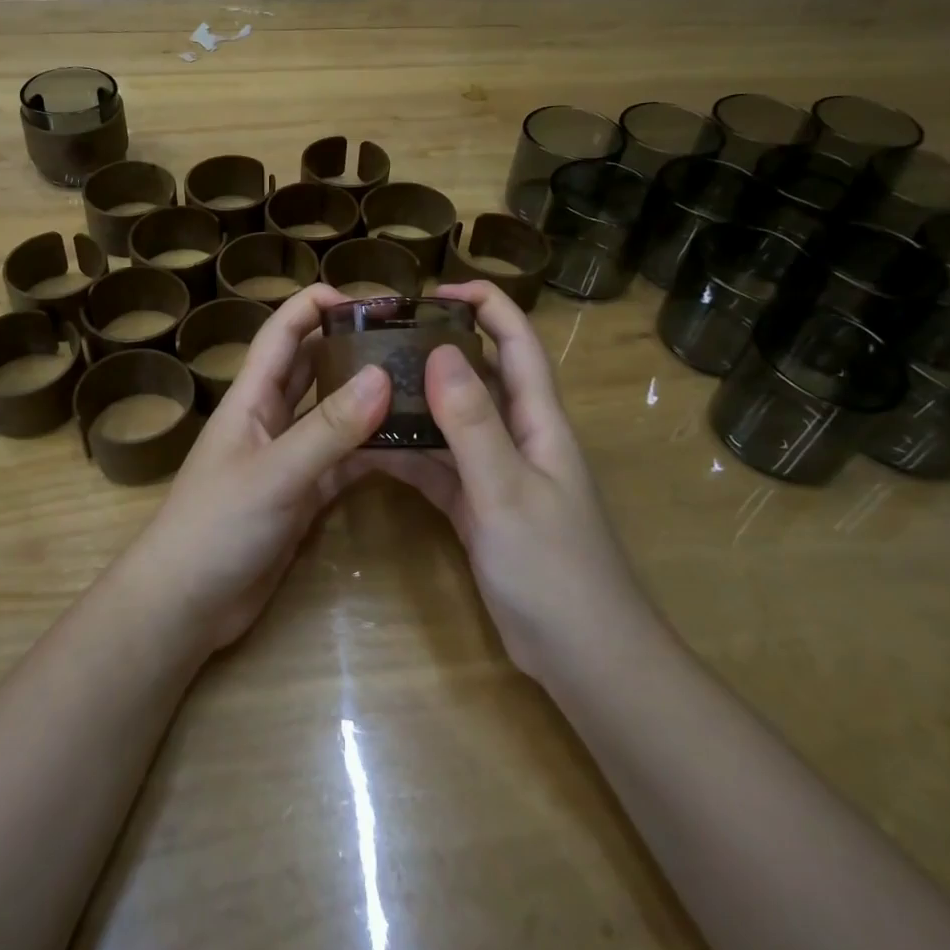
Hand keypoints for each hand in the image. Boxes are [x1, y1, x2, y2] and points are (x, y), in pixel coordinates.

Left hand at [133, 284, 390, 652]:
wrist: (187, 603)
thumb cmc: (217, 526)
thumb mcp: (276, 473)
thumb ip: (328, 428)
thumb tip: (382, 374)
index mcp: (252, 398)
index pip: (283, 331)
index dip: (317, 304)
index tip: (370, 299)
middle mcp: (270, 418)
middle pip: (311, 366)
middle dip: (350, 346)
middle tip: (407, 338)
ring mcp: (288, 458)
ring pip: (331, 414)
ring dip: (365, 398)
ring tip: (418, 383)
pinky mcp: (302, 494)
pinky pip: (342, 461)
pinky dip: (370, 450)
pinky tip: (408, 444)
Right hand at [373, 281, 653, 682]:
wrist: (585, 659)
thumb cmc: (554, 568)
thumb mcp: (507, 490)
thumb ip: (473, 422)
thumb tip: (439, 350)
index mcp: (539, 421)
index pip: (517, 342)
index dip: (484, 305)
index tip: (432, 290)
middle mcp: (519, 437)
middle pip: (479, 375)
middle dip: (437, 347)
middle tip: (381, 337)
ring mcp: (498, 474)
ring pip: (453, 422)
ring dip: (415, 403)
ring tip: (364, 385)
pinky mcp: (479, 508)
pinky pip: (439, 467)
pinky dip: (409, 455)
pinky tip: (369, 448)